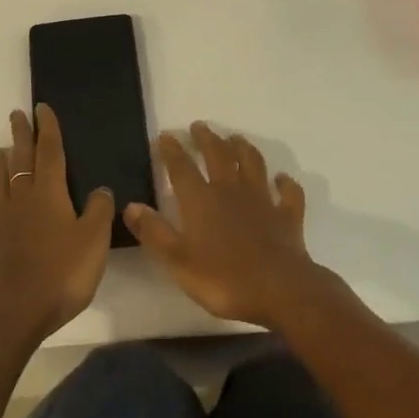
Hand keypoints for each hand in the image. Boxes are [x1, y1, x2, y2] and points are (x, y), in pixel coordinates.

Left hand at [0, 104, 113, 342]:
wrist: (17, 312)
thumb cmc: (62, 272)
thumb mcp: (94, 240)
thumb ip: (99, 211)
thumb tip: (100, 189)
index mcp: (49, 194)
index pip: (49, 152)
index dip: (47, 129)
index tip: (41, 108)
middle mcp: (21, 201)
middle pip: (20, 162)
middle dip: (20, 137)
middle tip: (16, 115)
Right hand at [123, 122, 321, 328]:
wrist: (279, 290)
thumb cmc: (223, 279)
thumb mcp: (177, 261)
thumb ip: (154, 232)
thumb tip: (130, 206)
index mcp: (201, 200)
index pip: (182, 168)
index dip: (172, 151)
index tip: (165, 136)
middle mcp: (231, 191)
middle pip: (218, 156)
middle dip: (207, 139)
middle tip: (200, 126)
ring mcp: (262, 200)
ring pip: (252, 164)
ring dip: (243, 148)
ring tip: (235, 138)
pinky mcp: (287, 216)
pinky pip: (288, 193)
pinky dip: (285, 183)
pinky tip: (282, 178)